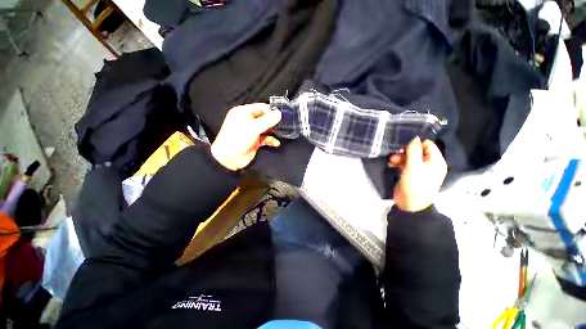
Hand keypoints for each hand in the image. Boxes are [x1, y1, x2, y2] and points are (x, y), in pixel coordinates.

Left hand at [211, 103, 281, 170]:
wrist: (229, 159)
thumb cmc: (237, 139)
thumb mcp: (253, 127)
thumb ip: (268, 120)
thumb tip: (279, 113)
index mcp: (243, 112)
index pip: (260, 107)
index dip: (271, 110)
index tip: (282, 113)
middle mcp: (247, 121)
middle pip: (264, 118)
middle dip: (274, 121)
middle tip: (284, 124)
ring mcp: (251, 132)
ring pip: (266, 129)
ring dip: (273, 131)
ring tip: (281, 133)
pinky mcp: (255, 141)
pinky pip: (265, 138)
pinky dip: (271, 140)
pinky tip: (275, 143)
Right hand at [388, 137, 446, 211]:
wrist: (410, 204)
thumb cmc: (415, 184)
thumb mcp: (414, 166)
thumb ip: (413, 150)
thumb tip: (414, 136)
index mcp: (436, 161)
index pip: (428, 144)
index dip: (416, 142)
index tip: (403, 143)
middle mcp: (429, 164)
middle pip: (417, 151)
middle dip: (405, 152)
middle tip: (394, 154)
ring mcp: (420, 170)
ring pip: (409, 158)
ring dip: (399, 158)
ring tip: (390, 161)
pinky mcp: (411, 174)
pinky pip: (405, 164)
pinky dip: (398, 163)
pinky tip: (390, 165)